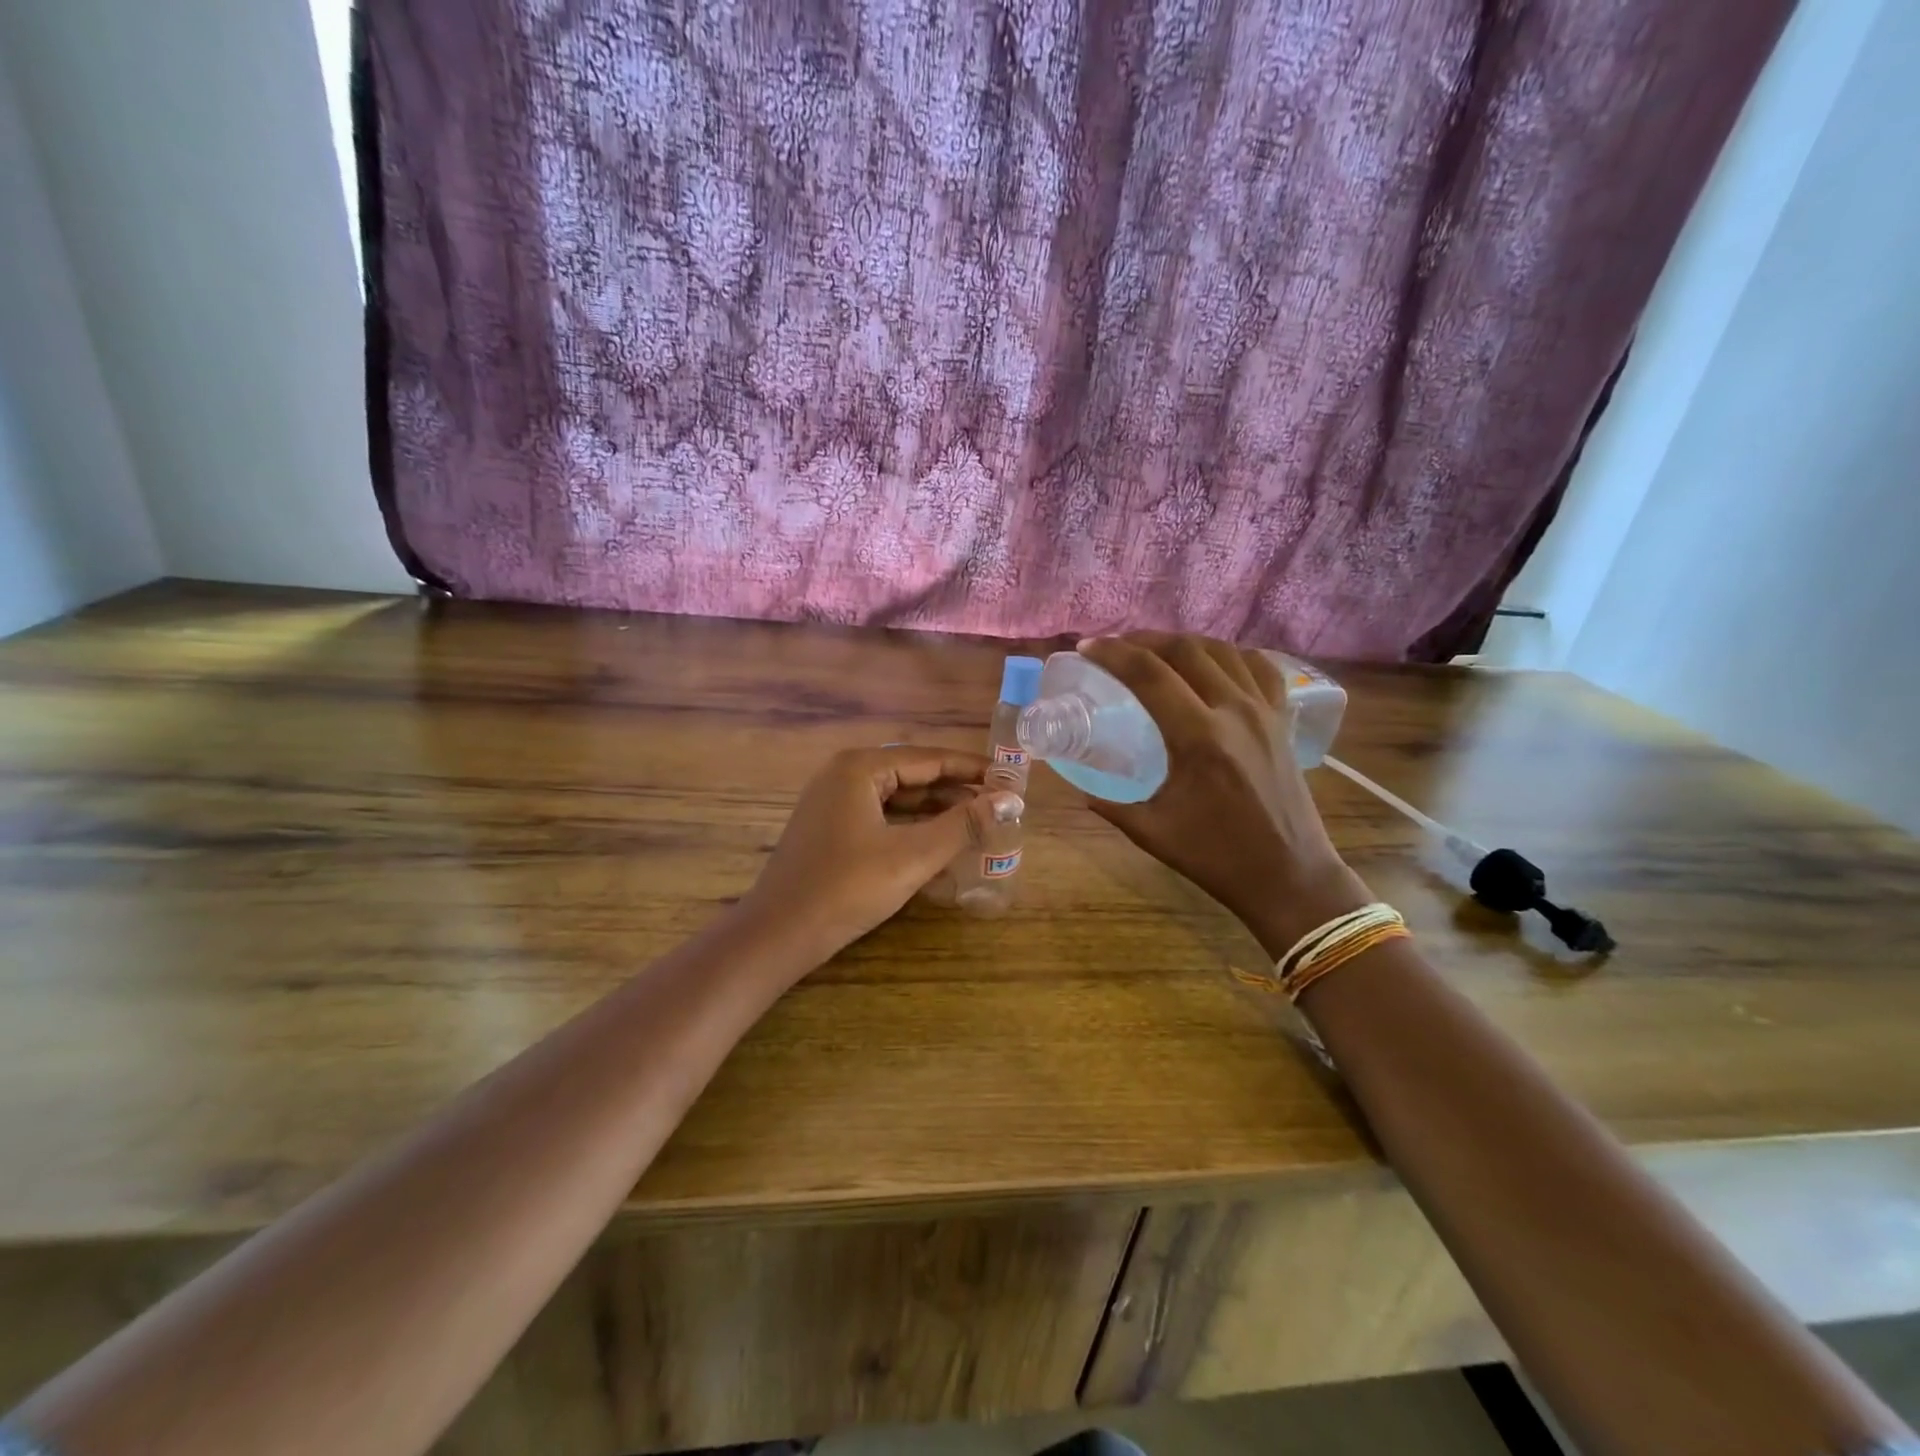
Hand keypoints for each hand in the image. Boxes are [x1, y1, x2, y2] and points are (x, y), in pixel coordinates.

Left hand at [743, 746, 1023, 963]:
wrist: (778, 934)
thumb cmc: (847, 888)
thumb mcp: (912, 855)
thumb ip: (962, 824)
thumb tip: (1010, 799)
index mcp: (860, 768)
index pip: (930, 758)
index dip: (974, 769)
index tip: (1012, 779)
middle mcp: (845, 775)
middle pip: (914, 775)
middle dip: (957, 791)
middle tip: (1000, 805)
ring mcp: (833, 802)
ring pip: (898, 799)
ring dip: (936, 811)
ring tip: (979, 824)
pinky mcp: (830, 829)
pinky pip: (882, 818)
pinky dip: (912, 828)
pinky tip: (940, 844)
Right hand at [1077, 632, 1369, 955]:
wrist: (1289, 876)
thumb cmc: (1217, 857)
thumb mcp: (1152, 832)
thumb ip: (1111, 806)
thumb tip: (1082, 791)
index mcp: (1198, 737)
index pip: (1149, 675)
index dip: (1113, 653)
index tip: (1087, 647)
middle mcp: (1234, 711)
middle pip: (1186, 650)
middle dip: (1145, 639)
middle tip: (1116, 646)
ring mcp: (1264, 712)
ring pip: (1223, 651)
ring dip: (1184, 643)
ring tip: (1157, 650)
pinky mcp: (1282, 720)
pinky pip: (1260, 668)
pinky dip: (1232, 654)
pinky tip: (1214, 662)